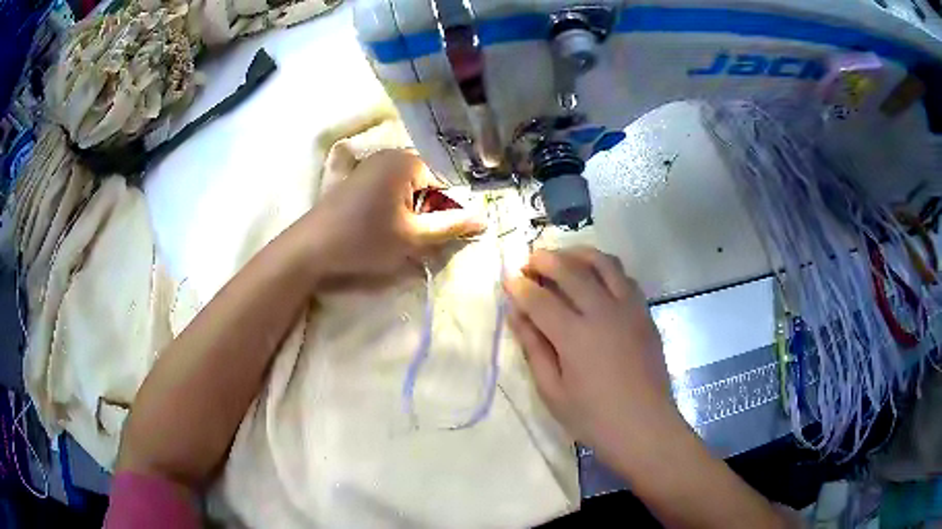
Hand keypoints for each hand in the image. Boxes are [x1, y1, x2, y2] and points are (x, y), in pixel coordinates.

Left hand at [300, 149, 485, 286]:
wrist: (311, 249)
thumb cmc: (365, 240)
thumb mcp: (414, 238)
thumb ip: (451, 226)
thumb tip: (484, 220)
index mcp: (406, 161)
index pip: (444, 185)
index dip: (444, 213)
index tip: (433, 237)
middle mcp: (389, 155)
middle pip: (425, 185)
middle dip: (425, 213)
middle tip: (414, 240)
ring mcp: (370, 164)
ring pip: (406, 190)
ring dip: (408, 214)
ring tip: (396, 238)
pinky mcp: (356, 178)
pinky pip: (387, 190)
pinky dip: (391, 209)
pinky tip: (379, 229)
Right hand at [503, 247, 684, 467]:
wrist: (646, 427)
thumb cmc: (594, 418)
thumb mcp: (553, 392)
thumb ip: (534, 348)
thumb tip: (516, 314)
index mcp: (575, 336)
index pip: (540, 299)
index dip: (520, 287)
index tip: (508, 279)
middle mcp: (603, 312)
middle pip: (570, 270)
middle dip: (545, 259)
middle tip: (530, 261)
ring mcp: (629, 309)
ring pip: (603, 263)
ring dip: (578, 253)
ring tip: (563, 256)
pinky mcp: (645, 313)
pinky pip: (625, 277)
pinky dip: (606, 268)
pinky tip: (597, 277)